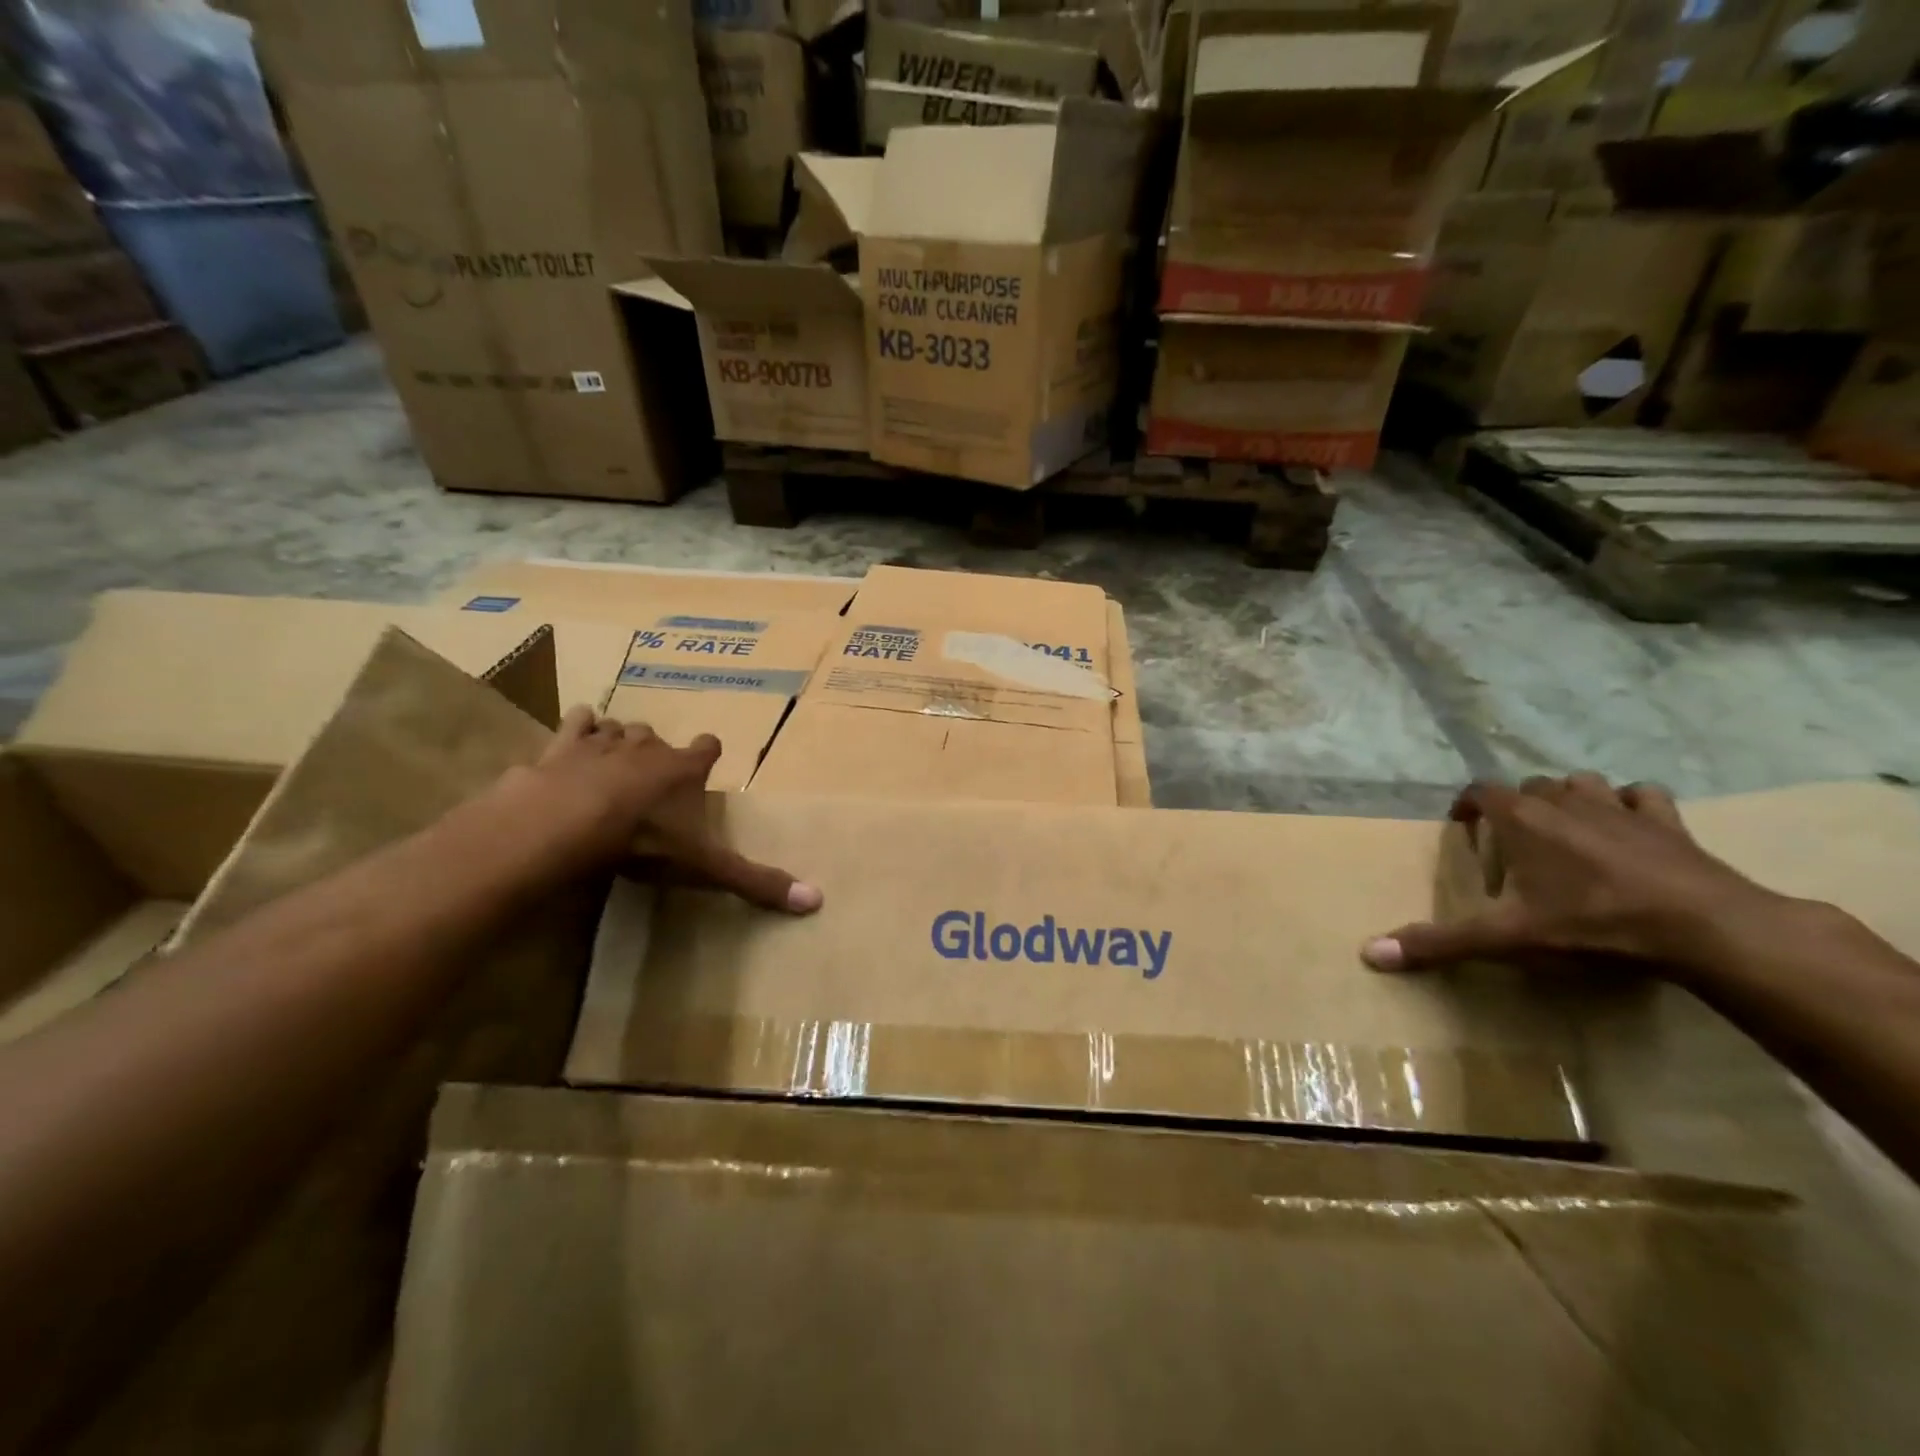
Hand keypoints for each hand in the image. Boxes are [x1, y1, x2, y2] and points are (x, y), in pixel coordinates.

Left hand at [490, 706, 822, 913]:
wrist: (571, 820)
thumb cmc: (646, 839)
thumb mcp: (706, 866)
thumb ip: (756, 881)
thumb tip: (817, 901)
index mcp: (685, 769)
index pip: (708, 747)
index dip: (707, 752)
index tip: (706, 759)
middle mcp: (649, 747)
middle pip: (657, 736)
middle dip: (655, 749)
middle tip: (649, 773)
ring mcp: (604, 742)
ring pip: (617, 727)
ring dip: (616, 738)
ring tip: (611, 757)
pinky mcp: (563, 746)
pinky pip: (575, 722)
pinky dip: (577, 728)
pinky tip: (574, 739)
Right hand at [1362, 774, 1791, 979]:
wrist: (1705, 928)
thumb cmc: (1592, 924)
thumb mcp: (1507, 939)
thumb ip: (1439, 943)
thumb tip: (1369, 954)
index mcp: (1521, 819)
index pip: (1480, 792)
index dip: (1468, 807)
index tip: (1466, 832)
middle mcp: (1564, 801)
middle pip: (1529, 788)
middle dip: (1517, 809)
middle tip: (1517, 848)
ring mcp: (1620, 807)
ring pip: (1583, 784)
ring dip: (1570, 800)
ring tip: (1568, 832)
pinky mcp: (1669, 822)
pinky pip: (1643, 796)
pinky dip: (1631, 805)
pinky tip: (1630, 828)